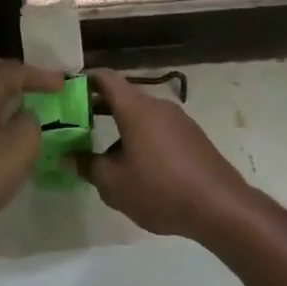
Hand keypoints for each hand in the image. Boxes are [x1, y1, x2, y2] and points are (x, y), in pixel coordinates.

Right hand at [78, 69, 259, 240]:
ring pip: (141, 116)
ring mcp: (179, 121)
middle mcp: (158, 106)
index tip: (65, 92)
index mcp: (136, 109)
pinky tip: (136, 167)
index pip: (106, 78)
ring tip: (102, 154)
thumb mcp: (114, 184)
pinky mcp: (192, 138)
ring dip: (119, 127)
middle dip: (97, 108)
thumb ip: (87, 166)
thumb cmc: (160, 189)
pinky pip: (158, 130)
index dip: (84, 80)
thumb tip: (66, 157)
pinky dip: (140, 138)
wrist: (220, 207)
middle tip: (74, 124)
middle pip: (123, 97)